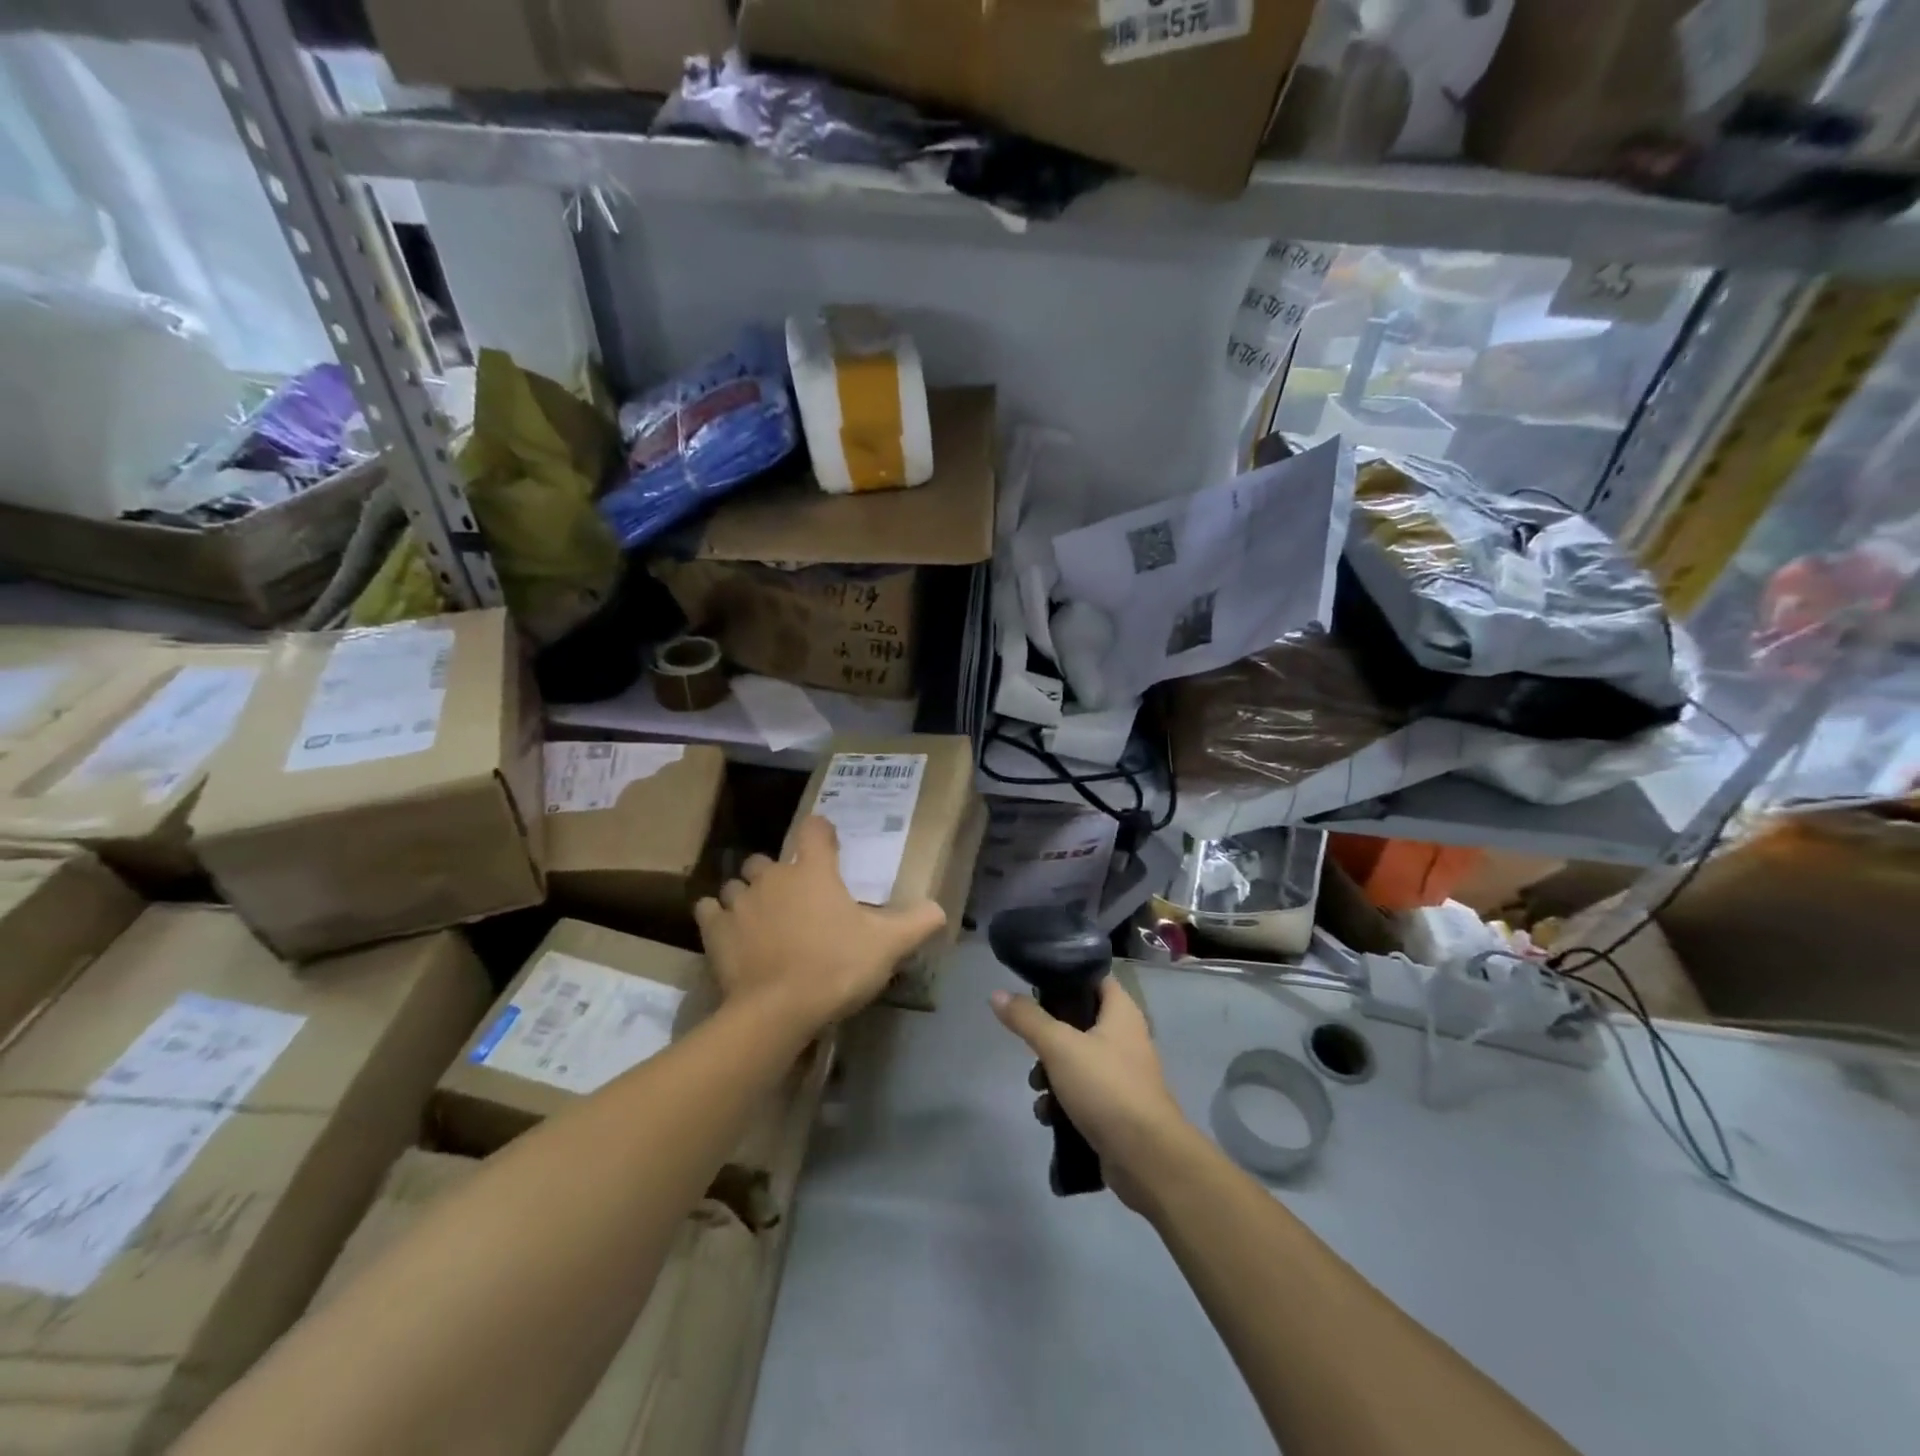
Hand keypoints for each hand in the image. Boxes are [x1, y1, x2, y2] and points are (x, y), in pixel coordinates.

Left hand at [696, 817, 947, 1031]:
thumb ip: (917, 923)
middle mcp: (773, 876)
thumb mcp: (888, 946)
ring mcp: (740, 902)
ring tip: (761, 917)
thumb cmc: (836, 968)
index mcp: (814, 871)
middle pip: (769, 859)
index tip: (828, 847)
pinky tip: (729, 930)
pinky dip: (718, 915)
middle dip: (779, 872)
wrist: (778, 1011)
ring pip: (738, 883)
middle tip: (795, 898)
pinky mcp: (715, 930)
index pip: (814, 829)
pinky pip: (710, 910)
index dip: (822, 833)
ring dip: (748, 894)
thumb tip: (940, 909)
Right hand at [991, 978, 1190, 1211]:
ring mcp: (1122, 1075)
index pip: (1094, 978)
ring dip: (1050, 1073)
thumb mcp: (1059, 1046)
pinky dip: (1062, 1101)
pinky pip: (1082, 1093)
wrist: (1146, 1159)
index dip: (1066, 977)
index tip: (1035, 986)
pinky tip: (1048, 1115)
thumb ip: (1027, 1019)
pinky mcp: (1116, 1108)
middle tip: (1031, 1046)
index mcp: (1121, 1013)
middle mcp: (1125, 1038)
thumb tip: (997, 994)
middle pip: (1079, 1022)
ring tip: (1037, 1087)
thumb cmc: (1106, 1088)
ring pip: (1076, 1060)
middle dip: (1048, 1036)